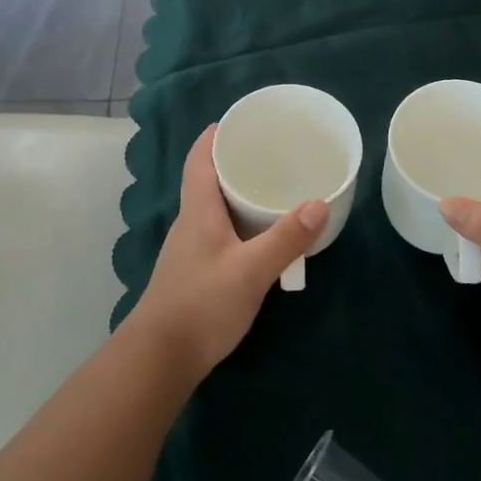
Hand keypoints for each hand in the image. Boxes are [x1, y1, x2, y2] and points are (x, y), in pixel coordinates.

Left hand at [129, 125, 327, 377]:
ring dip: (239, 194)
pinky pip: (221, 233)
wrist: (160, 358)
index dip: (216, 136)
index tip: (241, 121)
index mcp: (198, 211)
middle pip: (208, 180)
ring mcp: (191, 250)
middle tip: (272, 153)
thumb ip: (286, 238)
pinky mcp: (196, 272)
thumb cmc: (202, 304)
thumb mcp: (251, 270)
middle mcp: (190, 223)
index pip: (199, 160)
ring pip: (215, 209)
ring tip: (274, 188)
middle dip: (236, 162)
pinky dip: (241, 223)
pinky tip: (262, 236)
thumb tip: (320, 203)